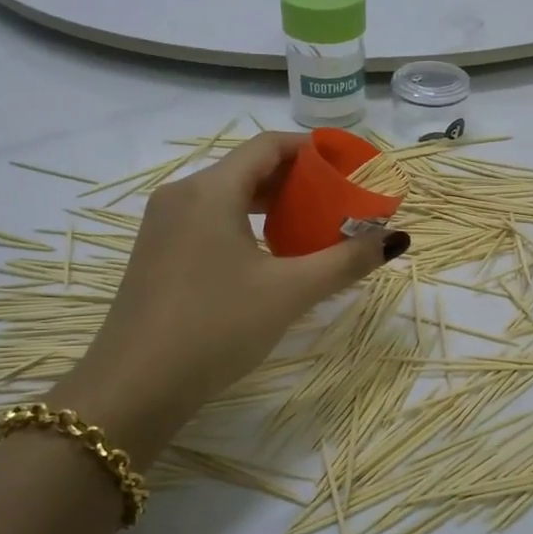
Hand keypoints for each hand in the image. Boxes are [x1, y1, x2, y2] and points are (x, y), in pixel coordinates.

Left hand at [55, 132, 407, 461]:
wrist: (134, 387)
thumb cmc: (216, 328)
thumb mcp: (289, 292)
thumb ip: (346, 260)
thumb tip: (398, 238)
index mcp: (210, 190)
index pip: (269, 146)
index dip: (313, 149)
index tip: (349, 166)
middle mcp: (182, 195)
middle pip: (248, 168)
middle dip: (297, 179)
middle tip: (338, 200)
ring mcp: (163, 225)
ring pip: (227, 195)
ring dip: (271, 203)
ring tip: (311, 226)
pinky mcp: (157, 253)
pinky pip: (209, 220)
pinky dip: (245, 223)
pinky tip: (268, 255)